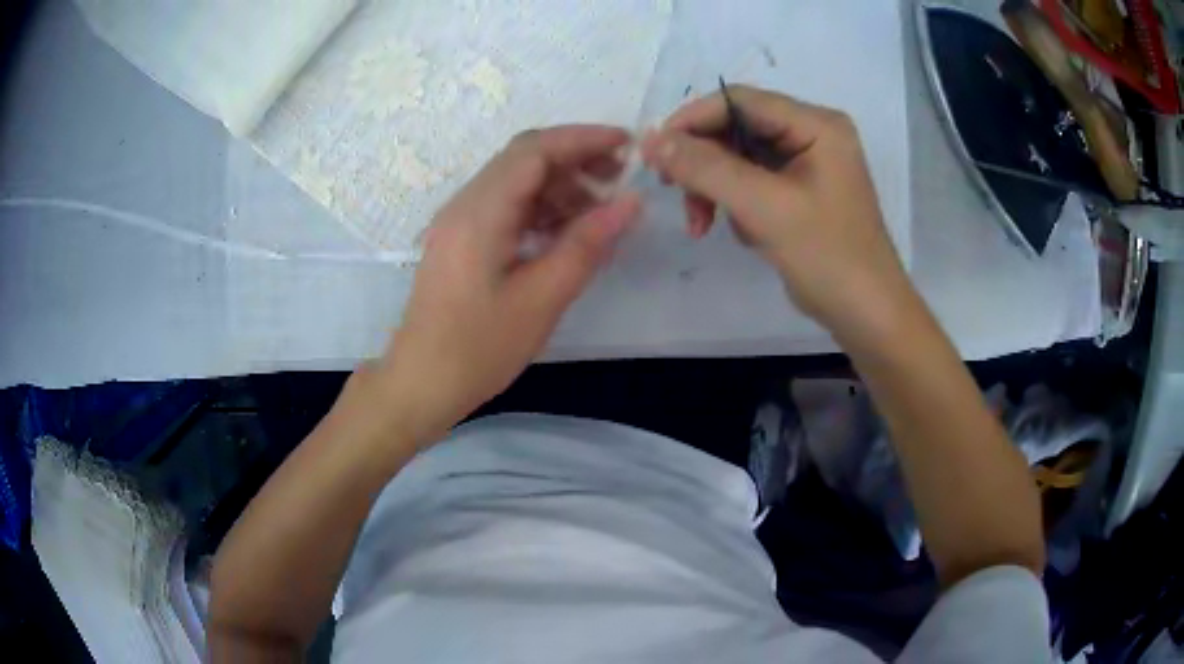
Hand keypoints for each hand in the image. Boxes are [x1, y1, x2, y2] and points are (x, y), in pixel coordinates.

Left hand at [373, 126, 640, 443]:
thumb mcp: (541, 299)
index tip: (627, 145)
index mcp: (480, 212)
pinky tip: (566, 233)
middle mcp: (465, 205)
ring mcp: (459, 222)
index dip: (583, 139)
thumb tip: (630, 202)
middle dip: (575, 160)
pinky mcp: (461, 241)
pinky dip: (541, 209)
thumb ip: (586, 245)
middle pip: (523, 159)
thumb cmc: (478, 349)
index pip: (534, 150)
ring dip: (560, 187)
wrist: (421, 384)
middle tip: (619, 181)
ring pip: (516, 182)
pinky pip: (505, 207)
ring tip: (600, 214)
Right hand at [641, 86, 912, 338]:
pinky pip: (752, 182)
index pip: (741, 100)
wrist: (866, 314)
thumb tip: (652, 140)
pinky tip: (743, 233)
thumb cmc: (827, 257)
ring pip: (739, 158)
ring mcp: (806, 163)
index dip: (693, 119)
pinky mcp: (799, 191)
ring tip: (702, 225)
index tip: (656, 152)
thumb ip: (707, 168)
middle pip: (737, 128)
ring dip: (715, 189)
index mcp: (816, 125)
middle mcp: (812, 134)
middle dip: (704, 163)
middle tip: (674, 193)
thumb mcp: (764, 207)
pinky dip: (735, 204)